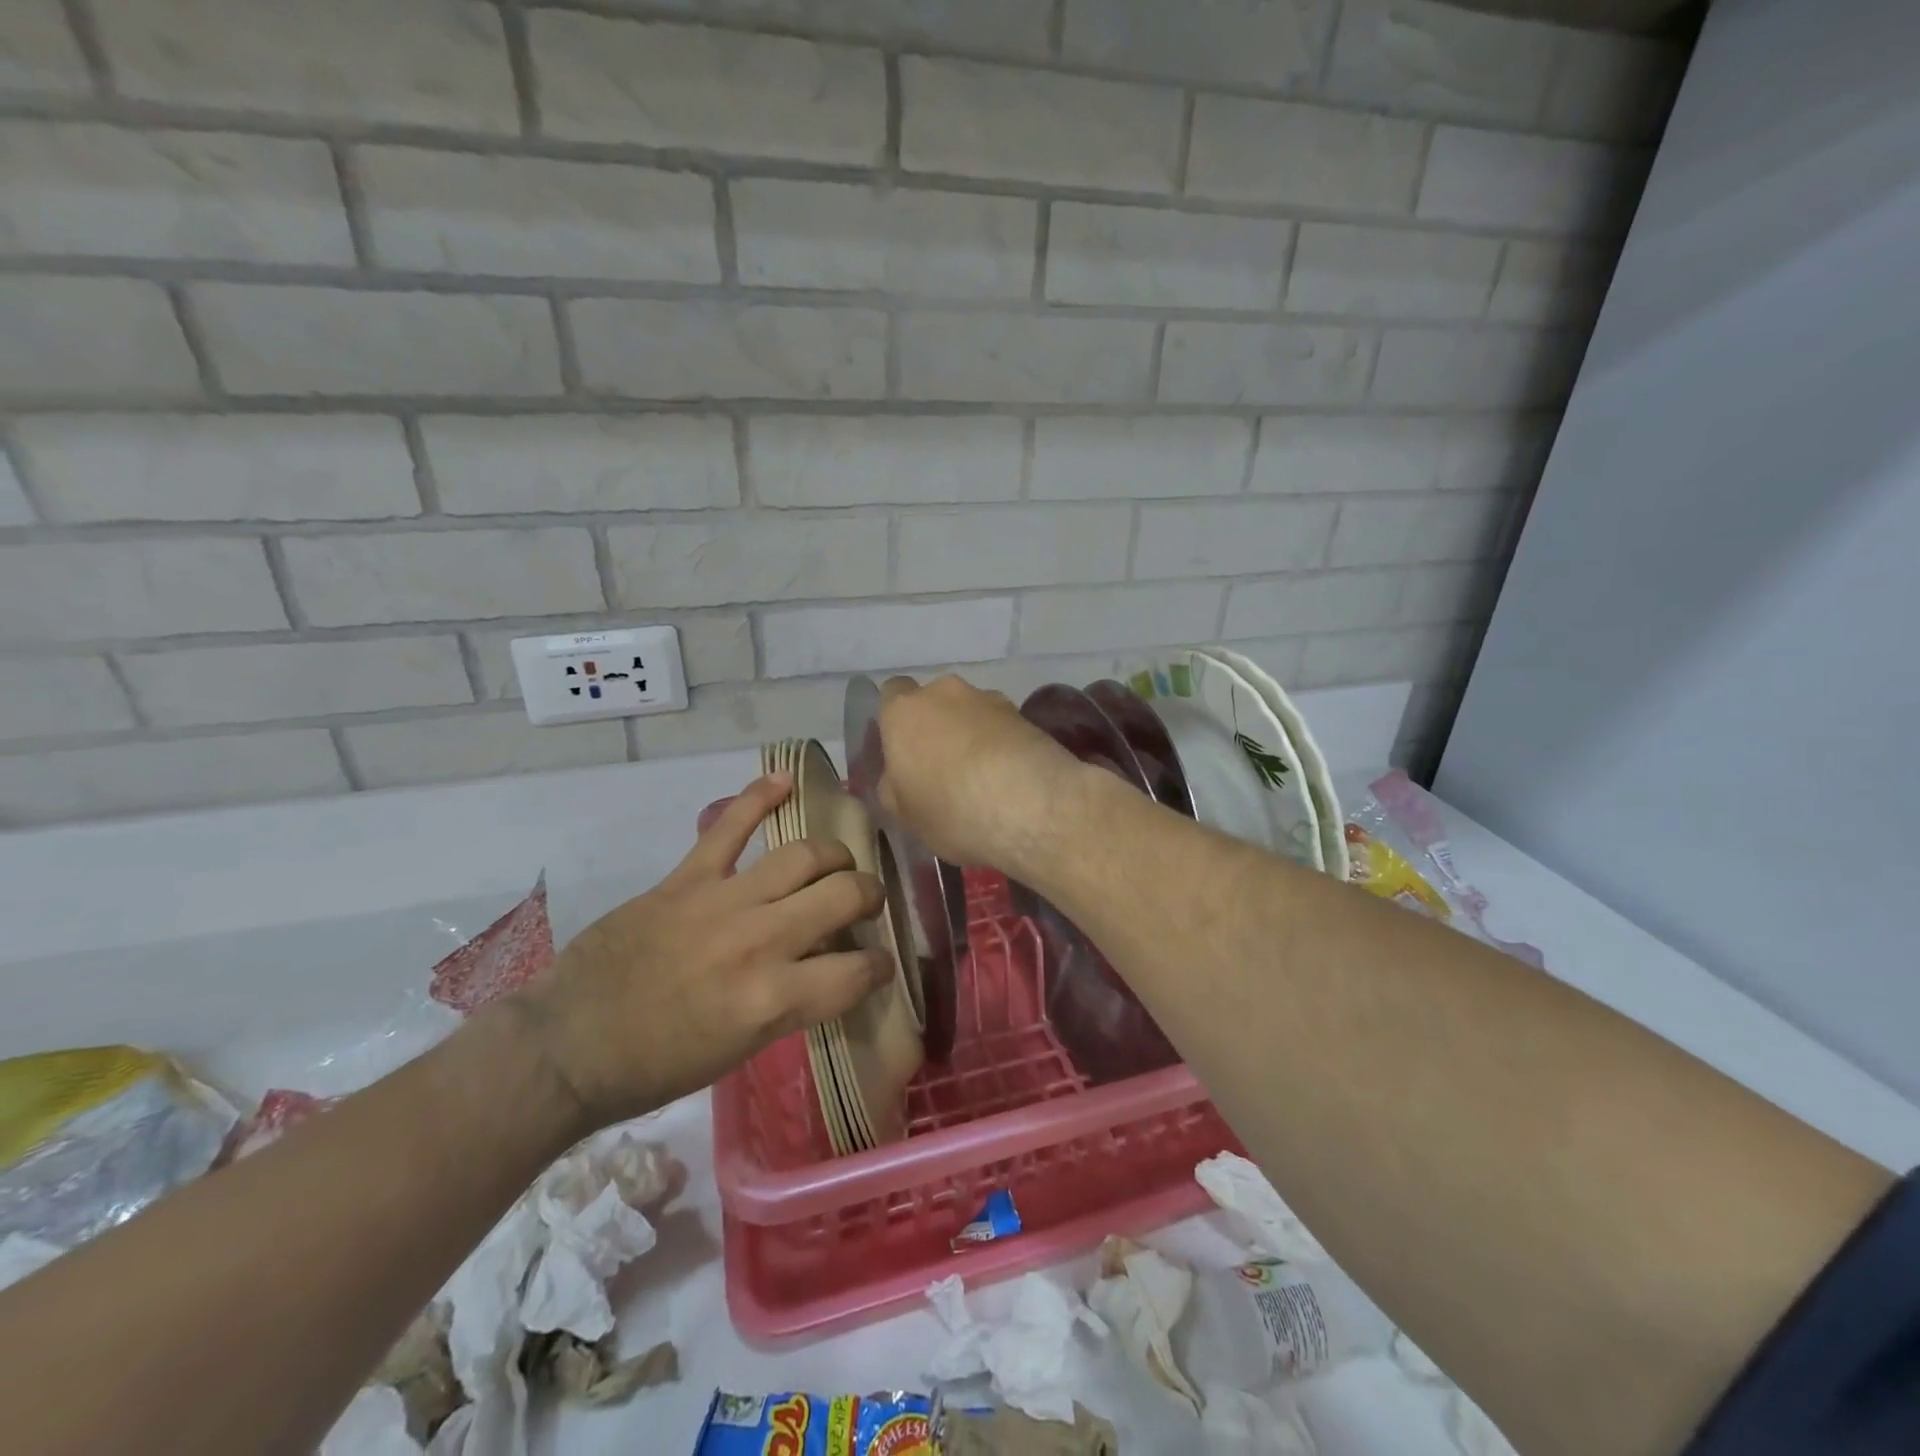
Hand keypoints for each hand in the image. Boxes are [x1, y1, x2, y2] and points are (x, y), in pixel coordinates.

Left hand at [511, 774, 888, 1129]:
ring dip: (832, 855)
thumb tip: (828, 965)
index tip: (878, 962)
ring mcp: (722, 902)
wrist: (568, 1045)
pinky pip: (731, 827)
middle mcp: (759, 943)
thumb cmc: (657, 1065)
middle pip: (843, 896)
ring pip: (802, 855)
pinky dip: (760, 797)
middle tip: (863, 902)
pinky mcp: (686, 879)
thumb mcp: (742, 1049)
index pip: (858, 972)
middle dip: (868, 896)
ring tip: (835, 863)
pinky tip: (787, 779)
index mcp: (772, 1000)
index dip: (880, 966)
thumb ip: (793, 1001)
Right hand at [876, 674, 1088, 873]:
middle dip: (938, 726)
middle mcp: (945, 692)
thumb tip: (898, 776)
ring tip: (984, 778)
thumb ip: (893, 787)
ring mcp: (990, 699)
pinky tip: (1010, 779)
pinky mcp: (1027, 715)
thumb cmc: (950, 808)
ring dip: (974, 735)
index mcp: (904, 711)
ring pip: (973, 713)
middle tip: (943, 768)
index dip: (898, 721)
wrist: (1030, 804)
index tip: (904, 751)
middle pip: (935, 702)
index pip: (892, 694)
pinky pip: (1004, 728)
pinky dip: (1003, 745)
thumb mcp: (904, 814)